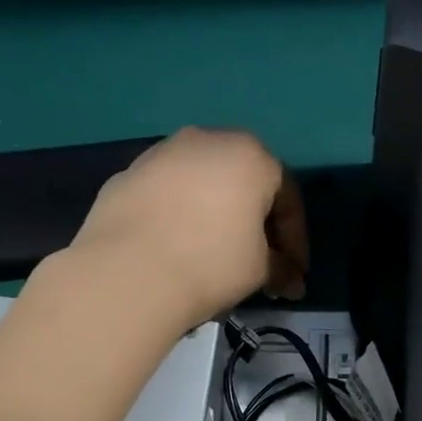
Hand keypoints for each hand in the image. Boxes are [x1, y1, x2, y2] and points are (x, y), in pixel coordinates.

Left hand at [70, 127, 306, 326]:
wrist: (127, 272)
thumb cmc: (210, 263)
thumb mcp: (260, 270)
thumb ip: (280, 268)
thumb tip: (289, 280)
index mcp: (251, 155)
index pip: (287, 198)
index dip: (295, 241)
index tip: (294, 273)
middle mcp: (206, 140)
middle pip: (243, 183)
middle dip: (255, 223)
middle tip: (259, 261)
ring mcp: (160, 154)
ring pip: (201, 185)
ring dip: (214, 216)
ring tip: (214, 255)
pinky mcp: (126, 175)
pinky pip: (166, 196)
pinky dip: (178, 217)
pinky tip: (175, 249)